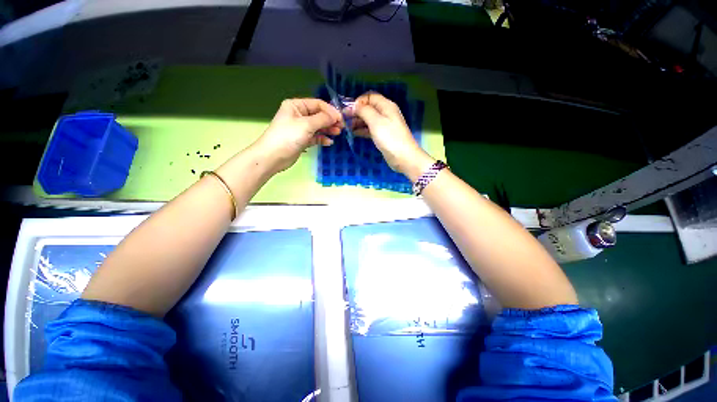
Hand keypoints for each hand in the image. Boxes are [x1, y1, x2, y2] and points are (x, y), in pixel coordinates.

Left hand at [252, 98, 341, 173]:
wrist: (273, 156)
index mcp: (296, 106)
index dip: (330, 111)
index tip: (341, 119)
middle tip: (341, 127)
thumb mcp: (306, 125)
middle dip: (330, 121)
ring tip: (337, 133)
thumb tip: (336, 115)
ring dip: (328, 129)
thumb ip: (322, 119)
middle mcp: (298, 115)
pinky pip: (315, 137)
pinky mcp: (302, 140)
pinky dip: (322, 139)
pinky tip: (329, 142)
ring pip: (318, 127)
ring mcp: (300, 128)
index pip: (317, 104)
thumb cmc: (288, 136)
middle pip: (319, 115)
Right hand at [351, 92, 434, 180]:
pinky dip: (362, 130)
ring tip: (347, 127)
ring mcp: (384, 125)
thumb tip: (355, 105)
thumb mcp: (376, 121)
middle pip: (368, 108)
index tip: (349, 110)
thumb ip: (364, 111)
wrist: (403, 157)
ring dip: (358, 122)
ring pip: (368, 119)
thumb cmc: (389, 137)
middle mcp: (385, 113)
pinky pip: (370, 129)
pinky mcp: (383, 136)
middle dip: (356, 112)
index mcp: (386, 106)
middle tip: (344, 119)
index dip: (359, 101)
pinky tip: (354, 133)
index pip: (370, 97)